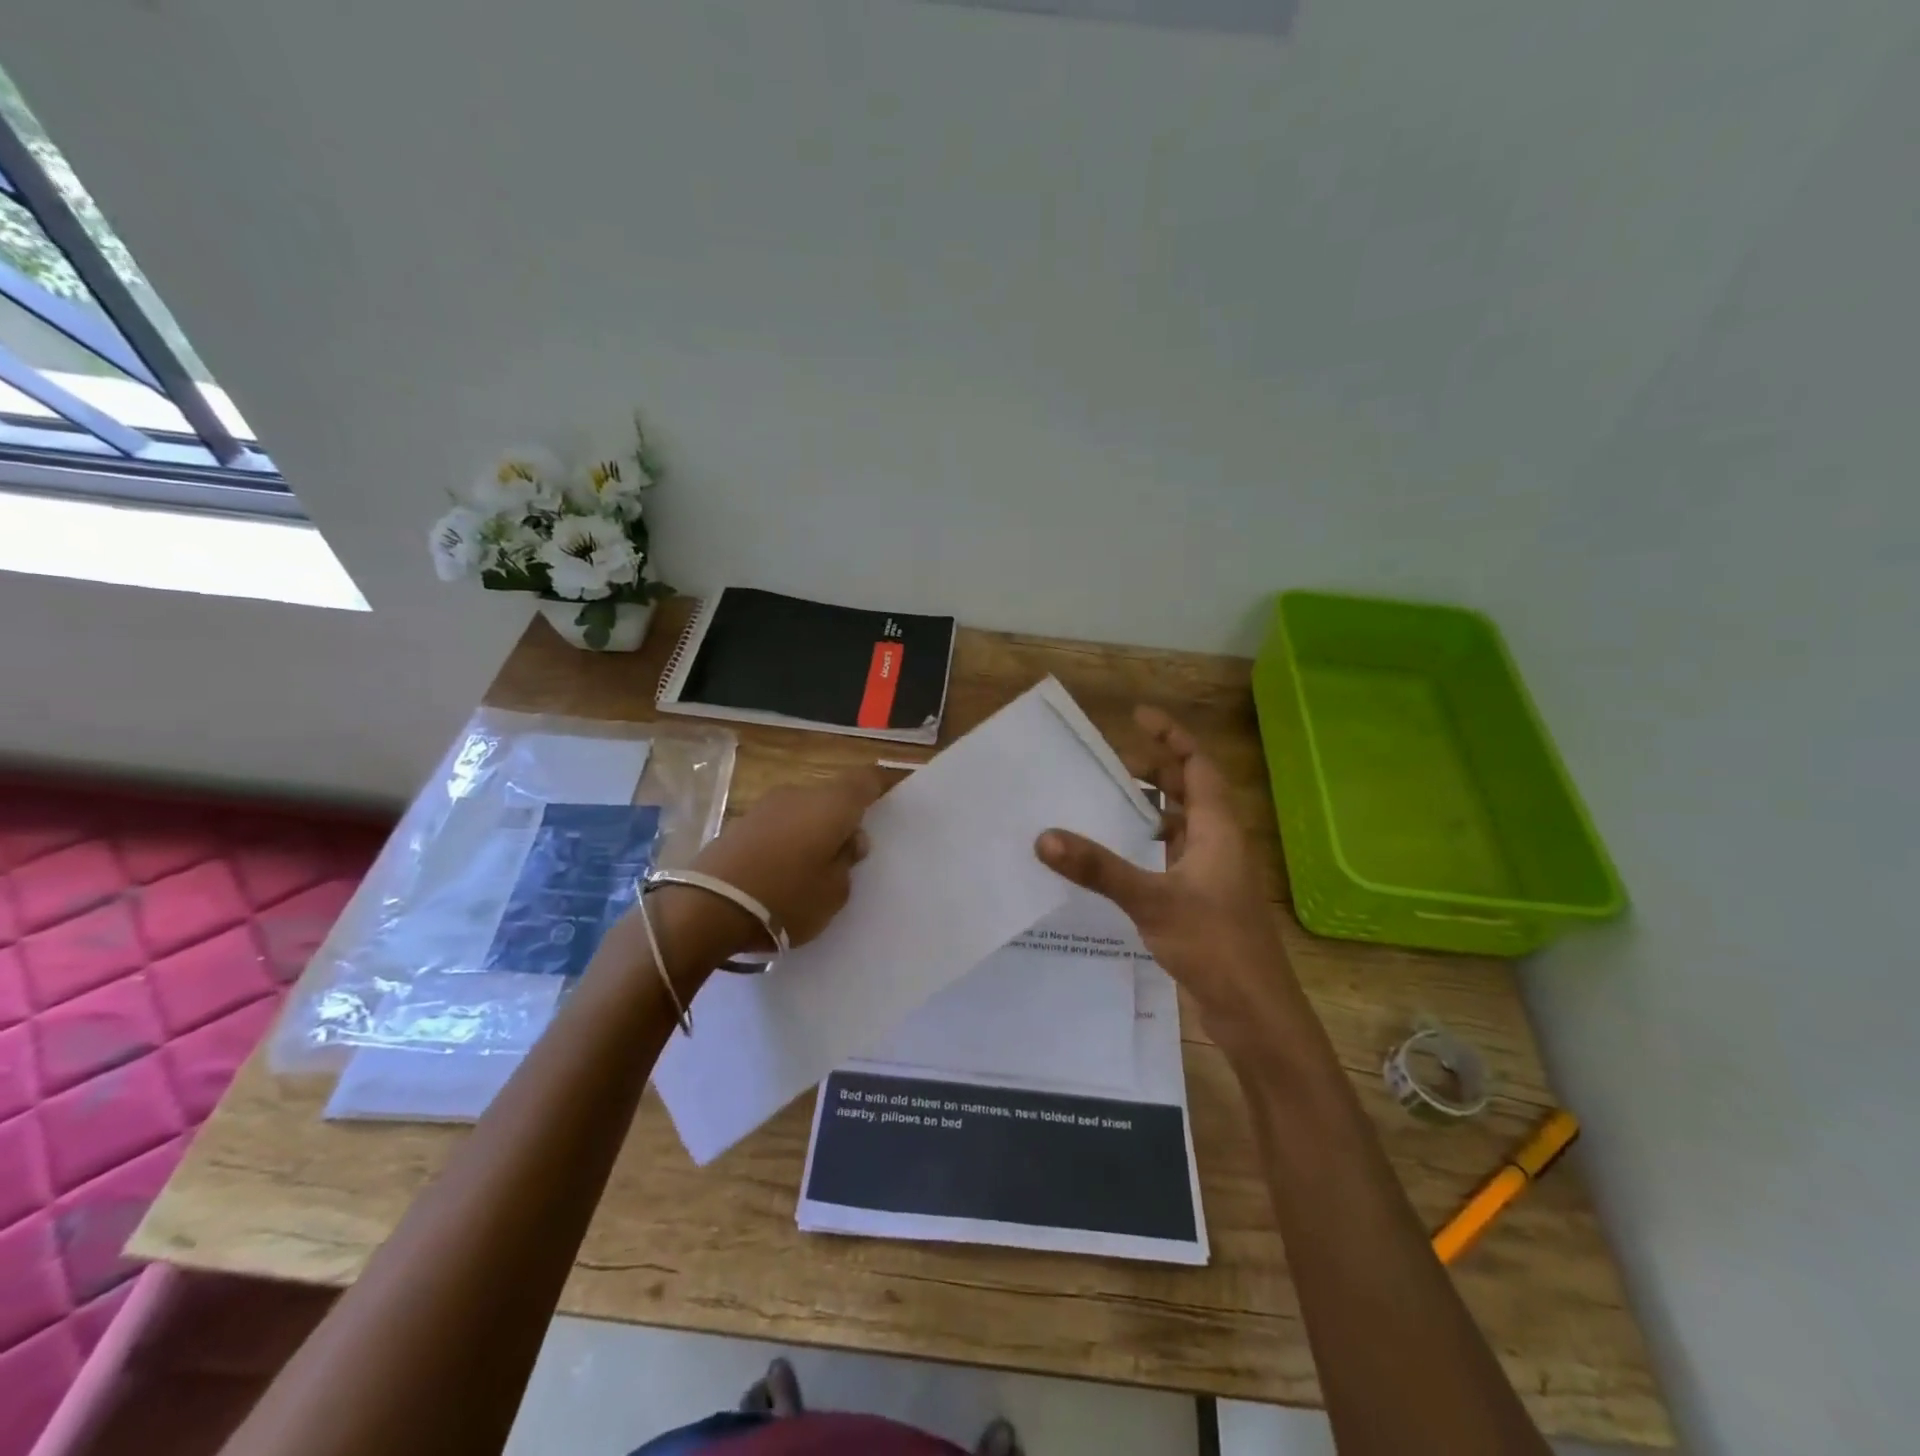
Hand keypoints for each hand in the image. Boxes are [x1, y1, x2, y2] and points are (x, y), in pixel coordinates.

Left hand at [684, 765, 889, 953]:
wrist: (708, 908)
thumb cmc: (787, 899)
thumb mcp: (835, 892)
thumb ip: (847, 861)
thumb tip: (849, 839)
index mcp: (831, 804)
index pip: (865, 780)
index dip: (879, 787)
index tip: (887, 802)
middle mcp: (799, 794)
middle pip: (832, 796)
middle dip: (843, 818)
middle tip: (849, 854)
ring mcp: (765, 806)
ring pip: (803, 810)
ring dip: (813, 830)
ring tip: (814, 867)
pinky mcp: (739, 824)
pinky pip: (778, 825)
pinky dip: (788, 840)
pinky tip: (783, 870)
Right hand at [1036, 706, 1290, 1029]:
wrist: (1255, 1011)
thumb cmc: (1214, 944)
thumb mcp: (1151, 900)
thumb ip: (1099, 868)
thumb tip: (1045, 837)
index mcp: (1218, 828)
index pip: (1197, 765)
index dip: (1171, 736)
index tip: (1137, 715)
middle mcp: (1219, 842)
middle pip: (1190, 790)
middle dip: (1156, 770)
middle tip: (1112, 762)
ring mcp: (1213, 872)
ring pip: (1182, 824)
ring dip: (1152, 808)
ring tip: (1110, 802)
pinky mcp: (1203, 899)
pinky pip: (1174, 854)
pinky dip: (1150, 844)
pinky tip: (1122, 856)